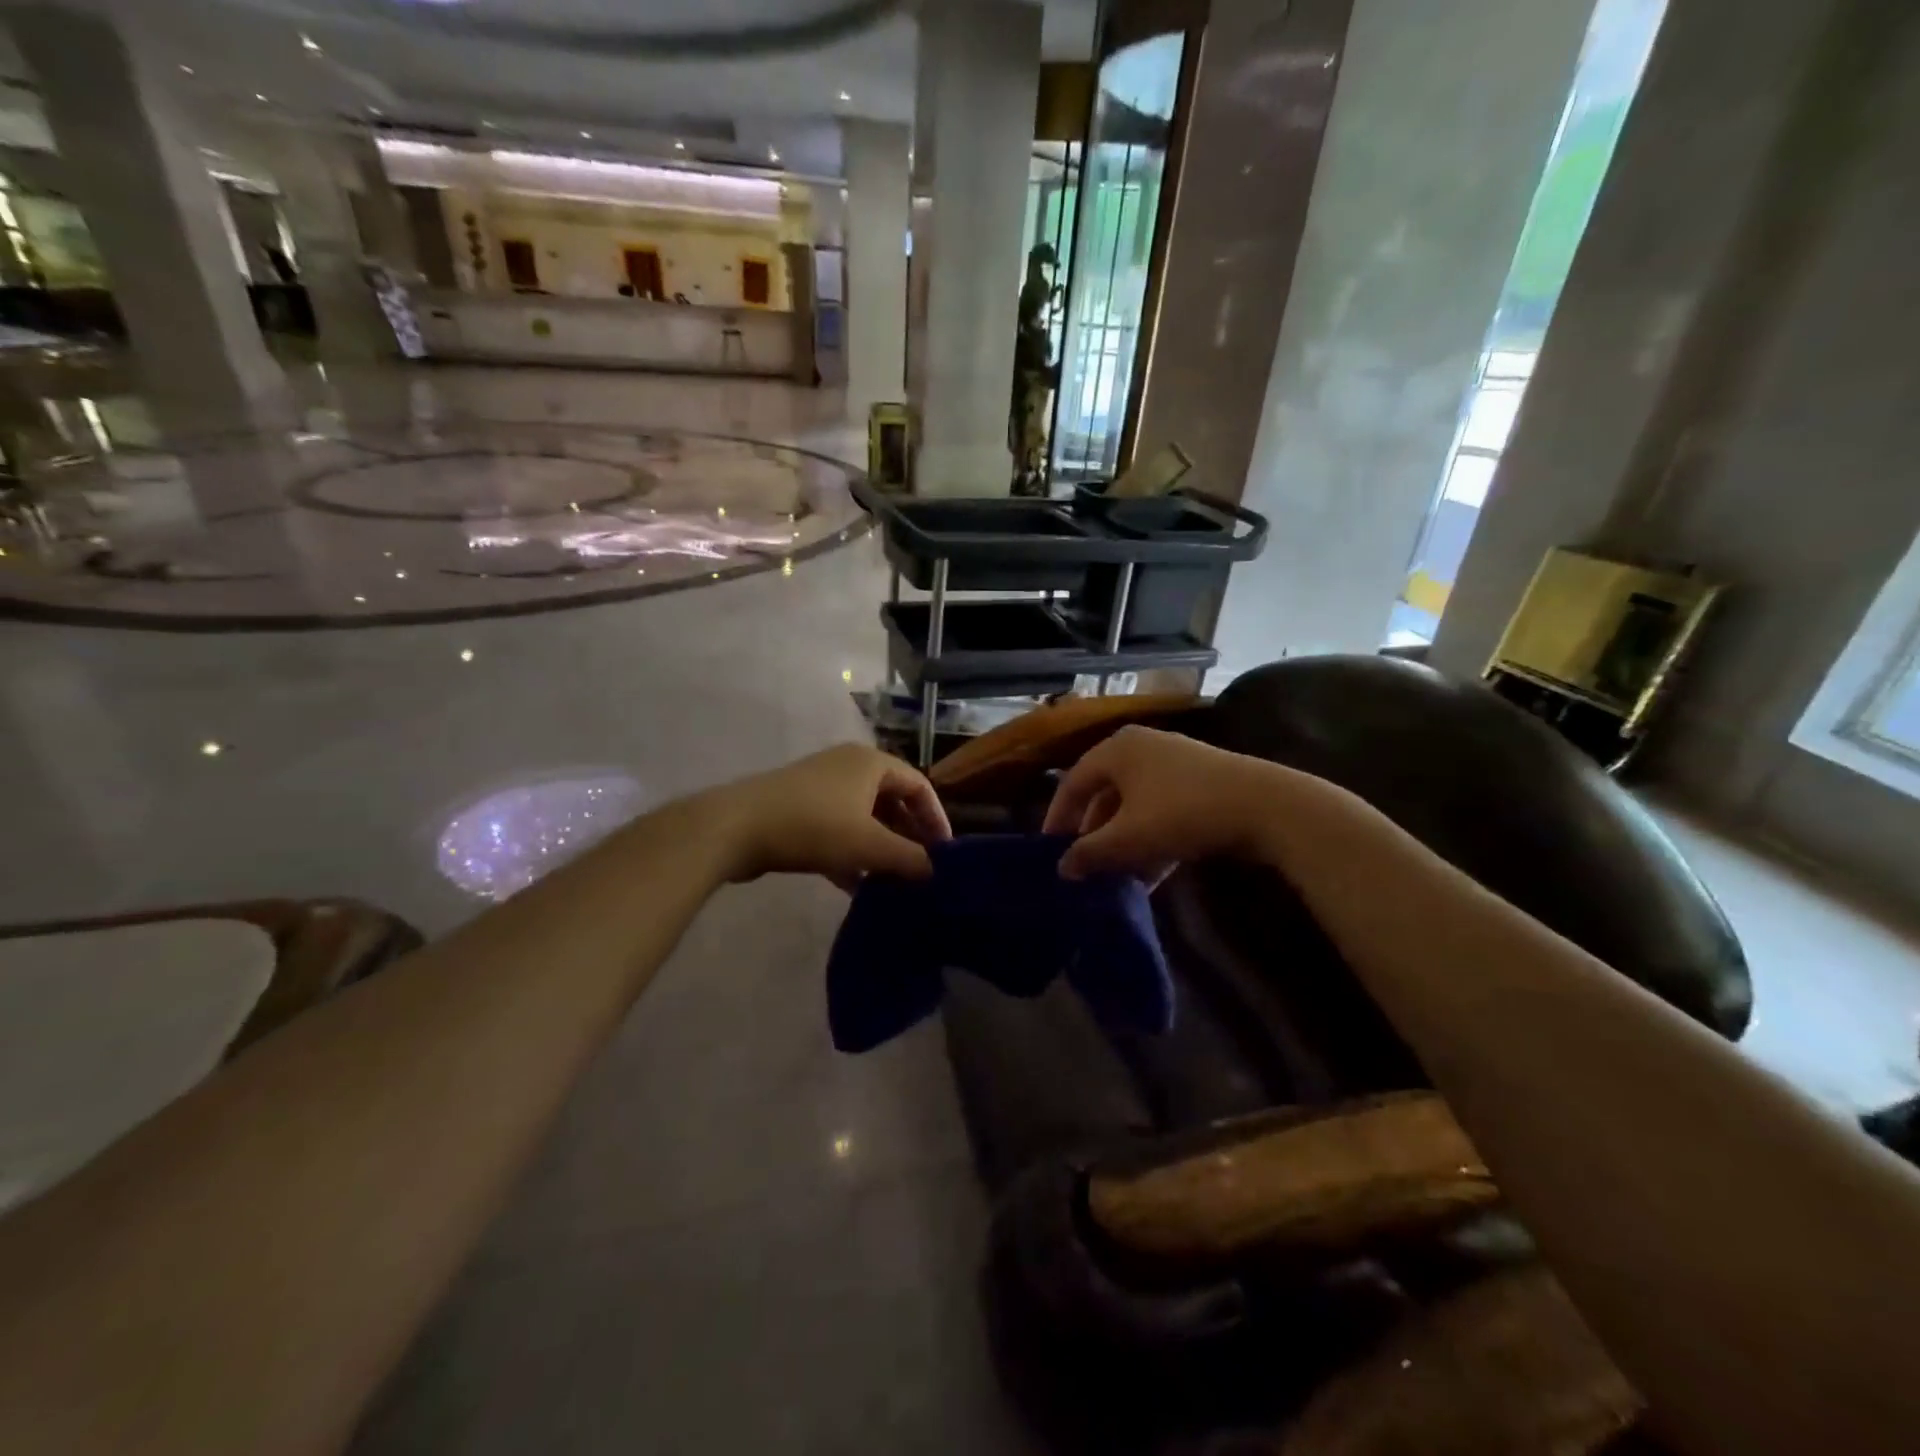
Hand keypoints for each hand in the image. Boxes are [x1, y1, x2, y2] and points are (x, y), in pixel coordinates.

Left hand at [705, 744, 951, 888]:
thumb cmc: (813, 826)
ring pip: (863, 818)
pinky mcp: (798, 808)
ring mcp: (821, 786)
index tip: (945, 854)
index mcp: (871, 763)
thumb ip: (908, 858)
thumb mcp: (868, 845)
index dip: (936, 819)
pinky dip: (851, 853)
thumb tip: (936, 872)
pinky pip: (837, 829)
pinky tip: (856, 887)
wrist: (735, 827)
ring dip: (880, 848)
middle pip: (891, 801)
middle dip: (907, 836)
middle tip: (920, 870)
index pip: (919, 785)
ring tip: (893, 882)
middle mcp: (848, 766)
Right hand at [1042, 725, 1304, 880]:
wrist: (1265, 806)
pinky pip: (1161, 809)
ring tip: (1115, 876)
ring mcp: (1173, 762)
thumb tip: (1062, 868)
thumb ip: (1090, 853)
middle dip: (1094, 834)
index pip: (1073, 782)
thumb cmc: (1182, 813)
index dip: (1058, 818)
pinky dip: (1150, 839)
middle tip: (1083, 865)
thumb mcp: (1129, 838)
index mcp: (1116, 749)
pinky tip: (1149, 875)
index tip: (1050, 850)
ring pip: (1134, 805)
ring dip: (1122, 842)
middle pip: (1104, 794)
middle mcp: (1141, 747)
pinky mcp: (1199, 781)